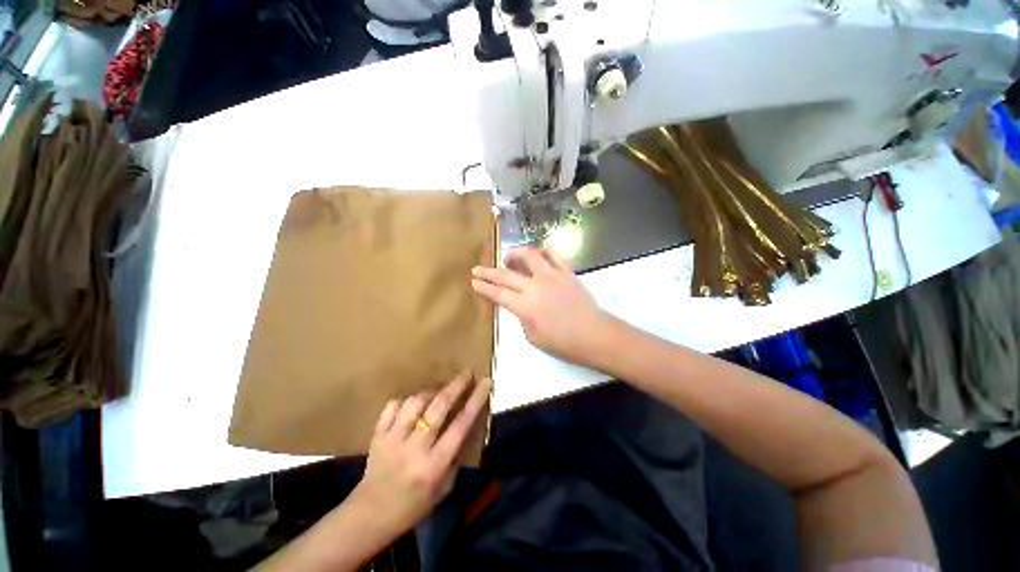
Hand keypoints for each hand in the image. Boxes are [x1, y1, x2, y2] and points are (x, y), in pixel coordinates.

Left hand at [355, 372, 491, 533]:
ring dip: (431, 391)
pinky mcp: (378, 435)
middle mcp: (415, 448)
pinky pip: (392, 406)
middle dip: (456, 385)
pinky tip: (413, 402)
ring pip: (415, 402)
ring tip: (439, 391)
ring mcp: (393, 439)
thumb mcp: (445, 487)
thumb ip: (456, 456)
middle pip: (438, 407)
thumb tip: (466, 424)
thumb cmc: (414, 505)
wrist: (371, 516)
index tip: (485, 382)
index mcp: (435, 464)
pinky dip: (405, 399)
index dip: (475, 400)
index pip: (461, 425)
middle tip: (467, 373)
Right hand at [471, 247, 611, 366]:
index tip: (473, 281)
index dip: (483, 287)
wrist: (594, 335)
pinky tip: (538, 256)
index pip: (498, 293)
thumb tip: (520, 305)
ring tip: (509, 258)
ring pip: (529, 255)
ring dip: (515, 254)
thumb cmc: (563, 343)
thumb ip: (522, 318)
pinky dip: (542, 252)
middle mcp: (535, 286)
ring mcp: (552, 276)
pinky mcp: (567, 271)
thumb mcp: (533, 337)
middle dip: (488, 271)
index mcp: (525, 306)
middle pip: (506, 274)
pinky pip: (553, 254)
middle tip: (478, 268)